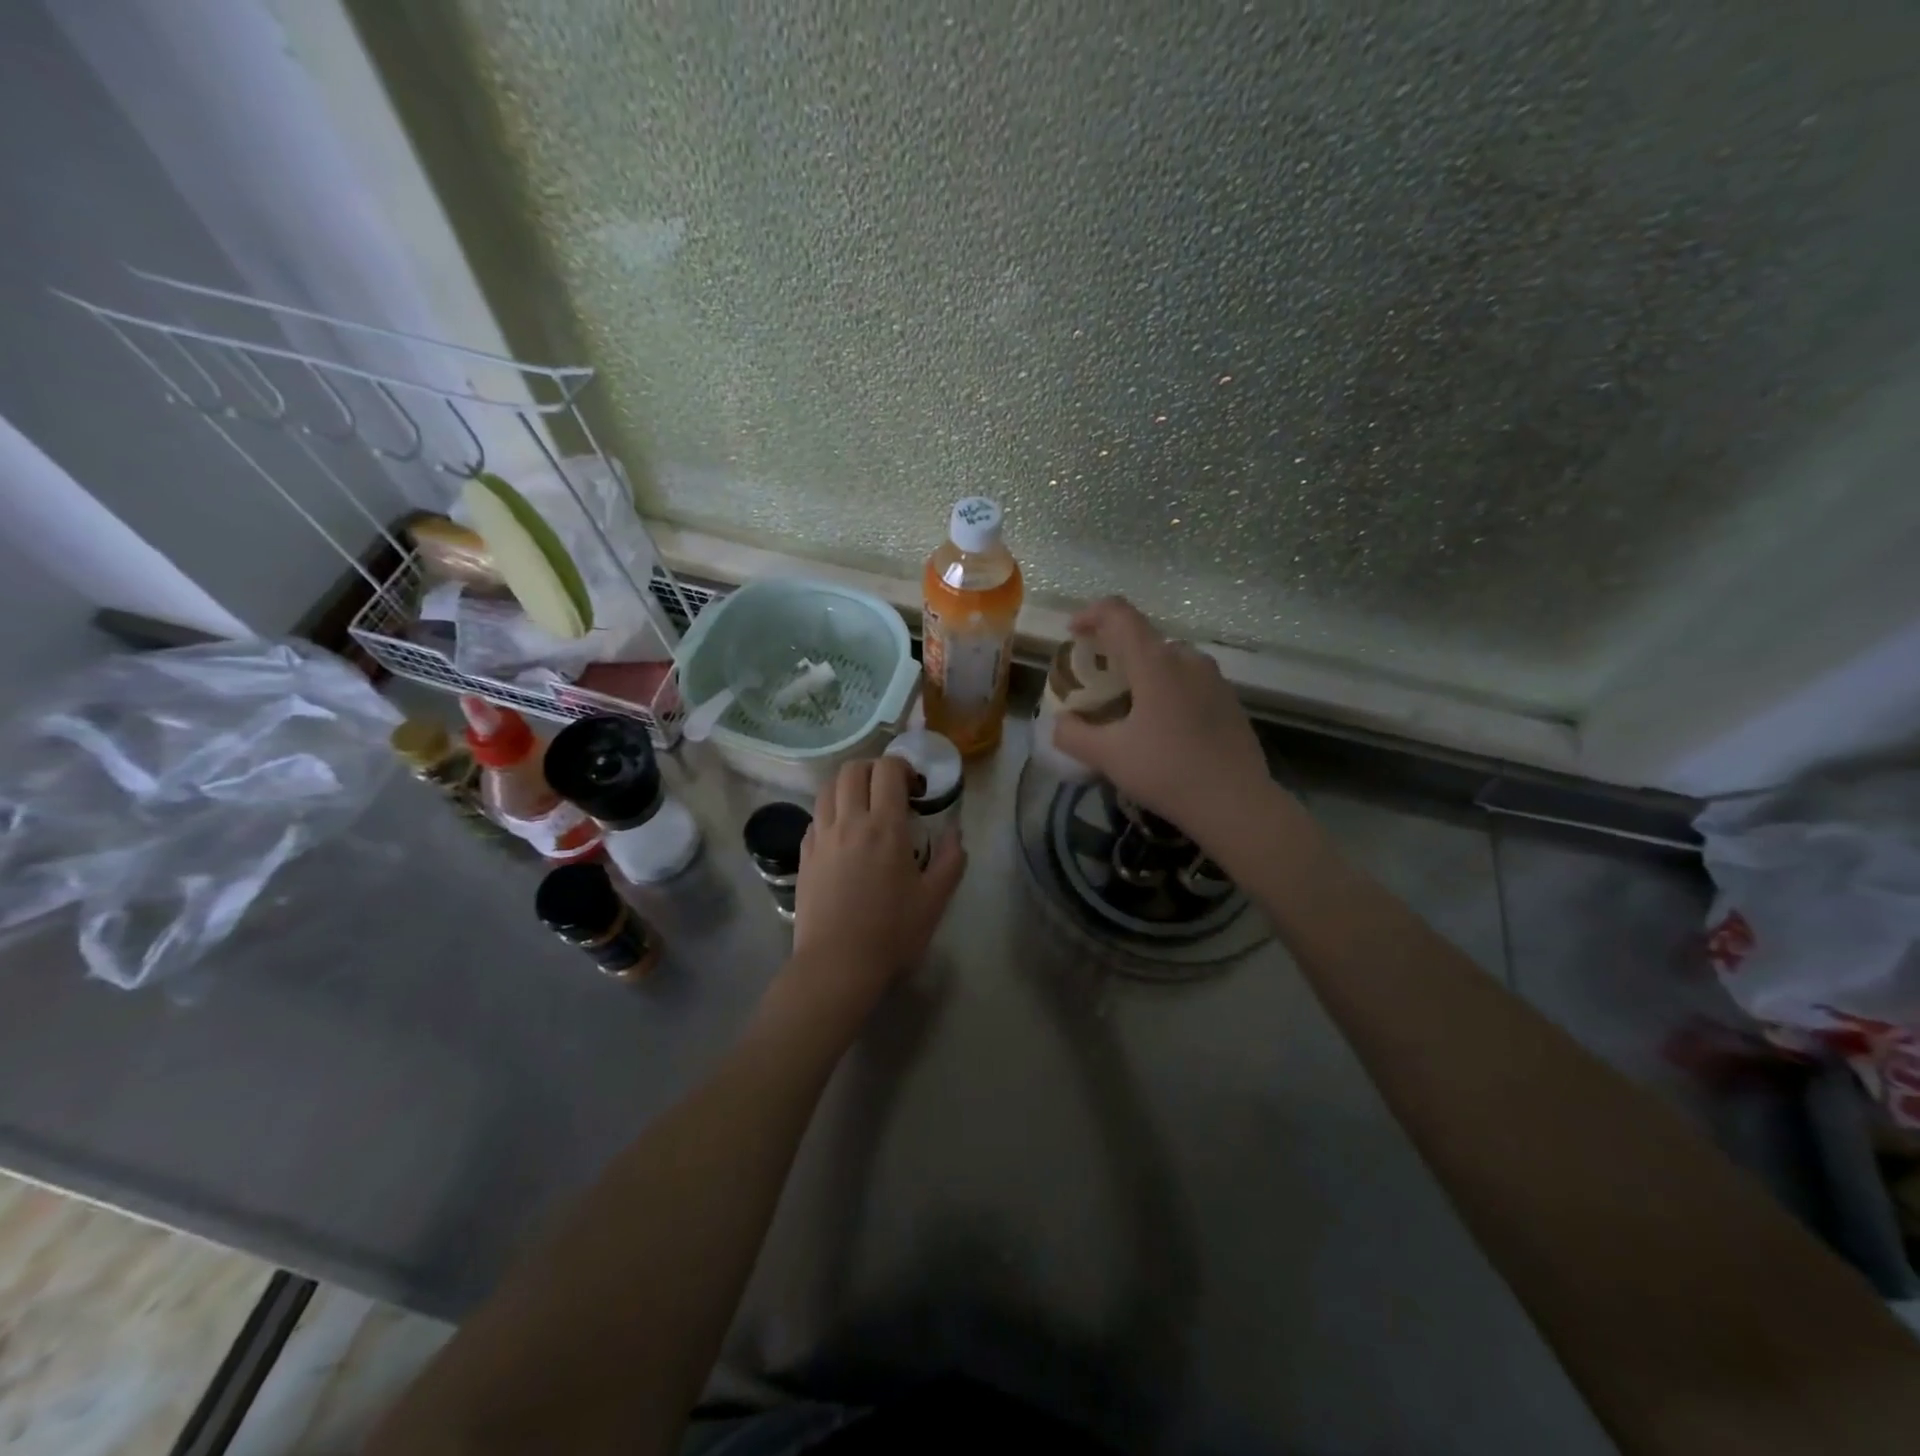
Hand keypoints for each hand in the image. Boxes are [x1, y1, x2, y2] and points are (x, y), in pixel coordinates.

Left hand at [789, 757, 965, 1017]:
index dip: (904, 768)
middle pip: (853, 769)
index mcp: (884, 827)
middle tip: (891, 791)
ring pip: (827, 788)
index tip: (916, 790)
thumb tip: (955, 832)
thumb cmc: (892, 932)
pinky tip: (843, 834)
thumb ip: (951, 859)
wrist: (837, 964)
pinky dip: (831, 812)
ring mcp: (821, 837)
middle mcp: (849, 822)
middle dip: (874, 769)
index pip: (888, 770)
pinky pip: (815, 817)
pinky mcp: (804, 855)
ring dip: (848, 786)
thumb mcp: (935, 899)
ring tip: (864, 806)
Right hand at [1052, 596, 1274, 845]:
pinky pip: (1189, 681)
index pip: (1118, 614)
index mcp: (1156, 662)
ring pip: (1168, 661)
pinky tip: (1161, 727)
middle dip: (1114, 651)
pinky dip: (1166, 689)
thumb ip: (1073, 734)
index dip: (1091, 614)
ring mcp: (1214, 678)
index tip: (1073, 634)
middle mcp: (1187, 659)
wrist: (1236, 804)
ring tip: (1127, 707)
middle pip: (1143, 638)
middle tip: (1095, 682)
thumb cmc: (1167, 772)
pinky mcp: (1230, 700)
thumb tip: (1060, 722)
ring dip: (1142, 672)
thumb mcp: (1108, 756)